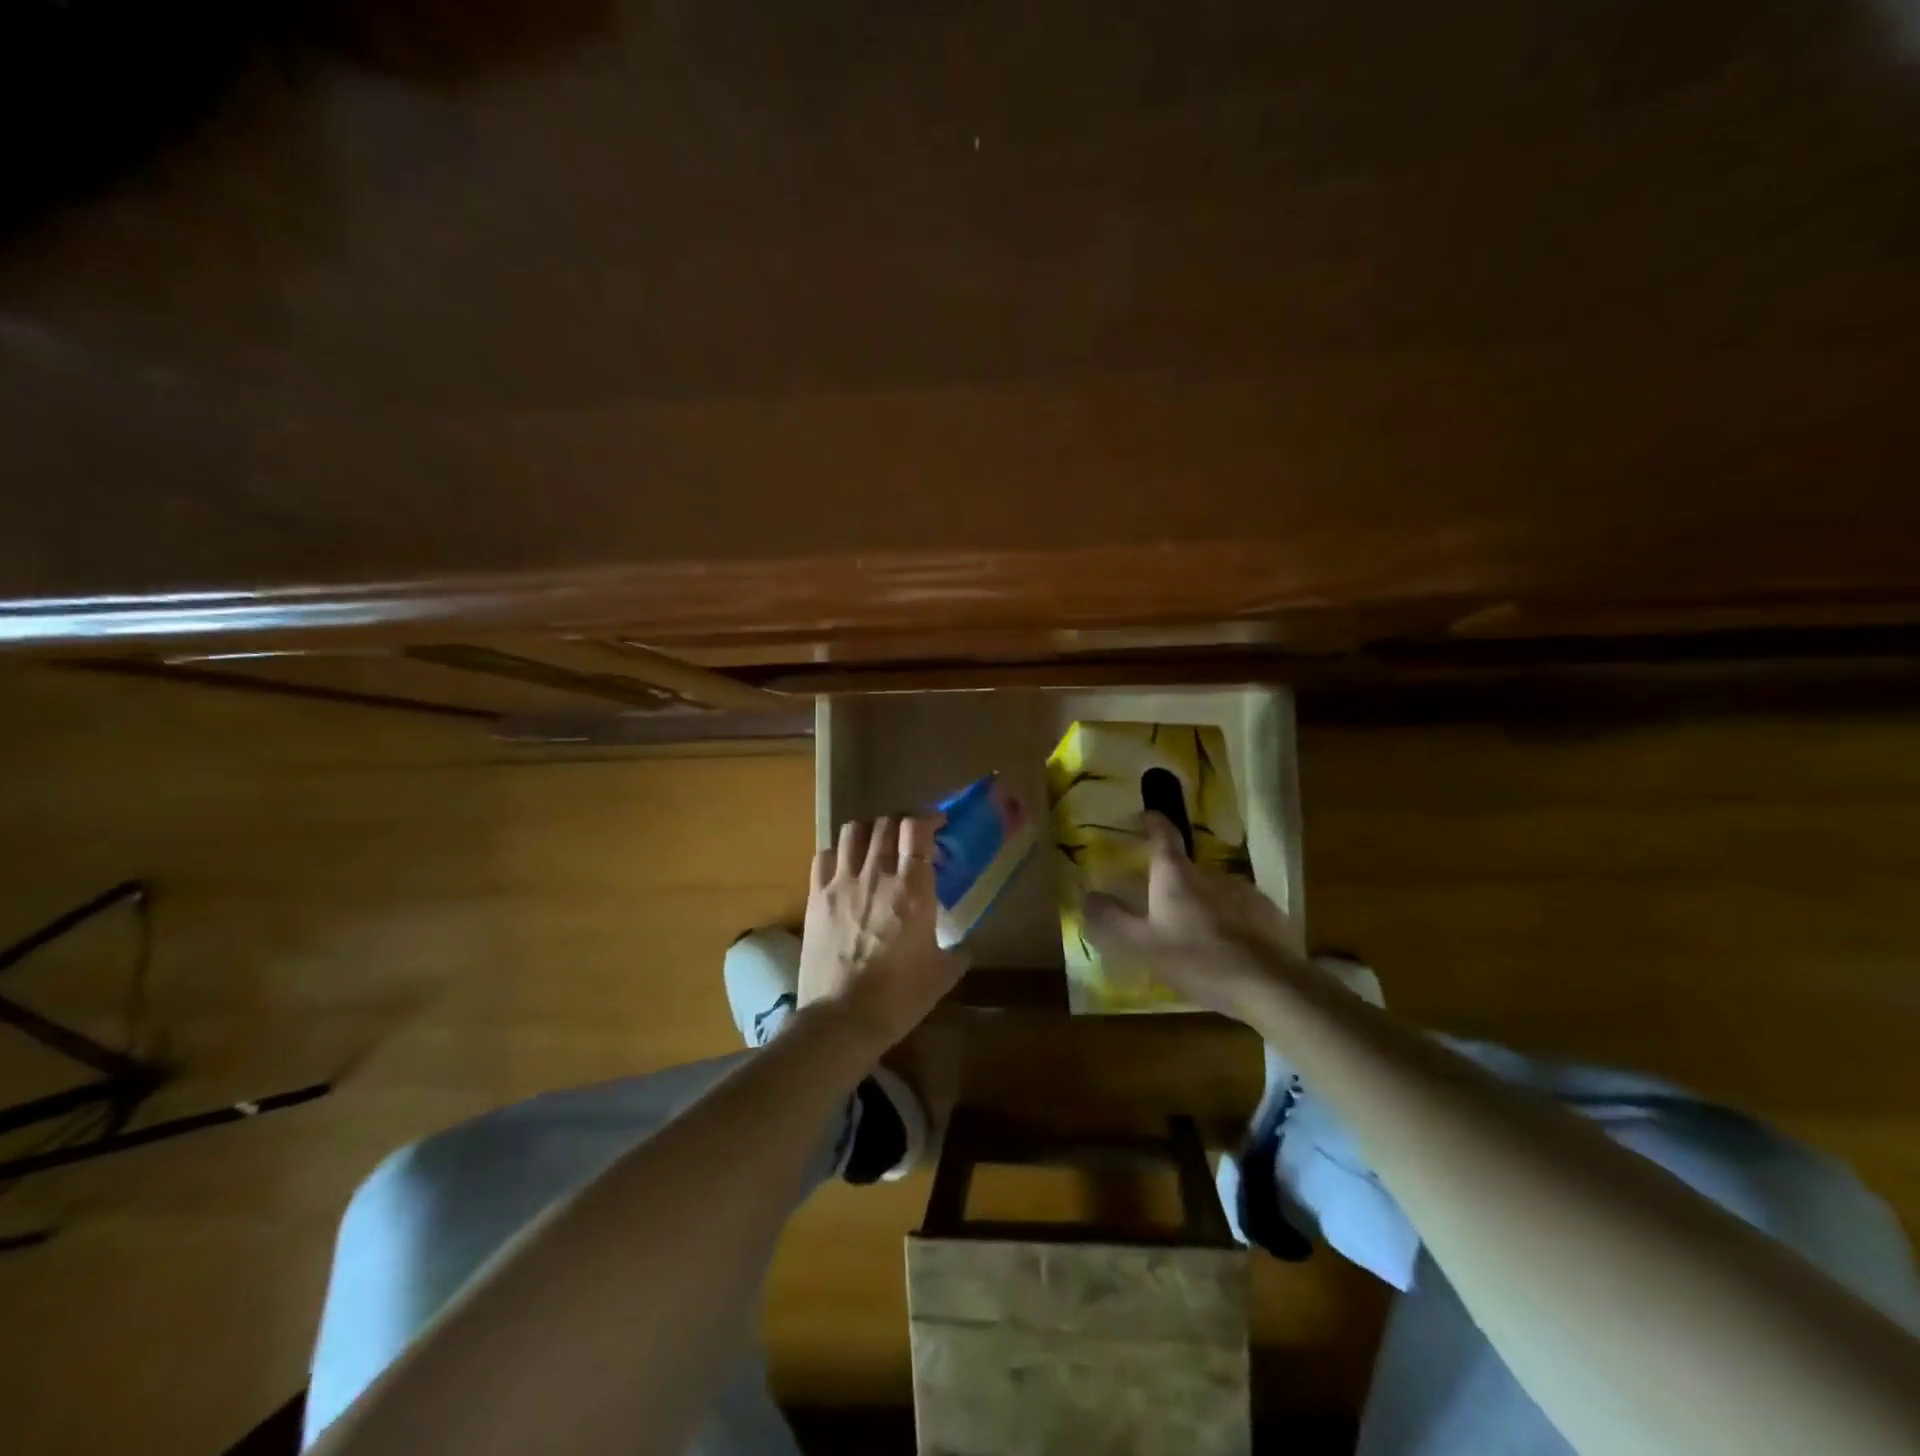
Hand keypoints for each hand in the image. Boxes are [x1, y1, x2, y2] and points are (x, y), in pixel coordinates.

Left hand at [799, 815, 965, 1053]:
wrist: (841, 1019)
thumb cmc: (898, 998)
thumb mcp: (942, 975)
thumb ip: (957, 952)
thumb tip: (964, 945)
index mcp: (913, 889)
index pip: (917, 829)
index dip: (928, 819)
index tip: (937, 826)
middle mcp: (877, 875)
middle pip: (886, 823)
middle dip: (901, 823)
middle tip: (909, 839)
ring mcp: (842, 882)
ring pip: (854, 830)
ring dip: (870, 831)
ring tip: (877, 846)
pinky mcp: (816, 896)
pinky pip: (825, 855)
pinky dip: (839, 853)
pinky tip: (846, 867)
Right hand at [1083, 811, 1307, 1025]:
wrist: (1272, 986)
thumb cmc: (1199, 961)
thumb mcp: (1143, 946)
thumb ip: (1112, 920)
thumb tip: (1089, 897)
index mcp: (1177, 876)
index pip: (1163, 835)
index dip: (1153, 822)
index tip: (1146, 815)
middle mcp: (1211, 874)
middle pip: (1187, 870)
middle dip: (1173, 883)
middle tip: (1162, 909)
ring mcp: (1244, 892)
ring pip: (1214, 892)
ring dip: (1203, 905)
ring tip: (1197, 937)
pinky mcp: (1269, 914)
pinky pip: (1240, 911)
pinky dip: (1229, 922)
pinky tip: (1229, 950)